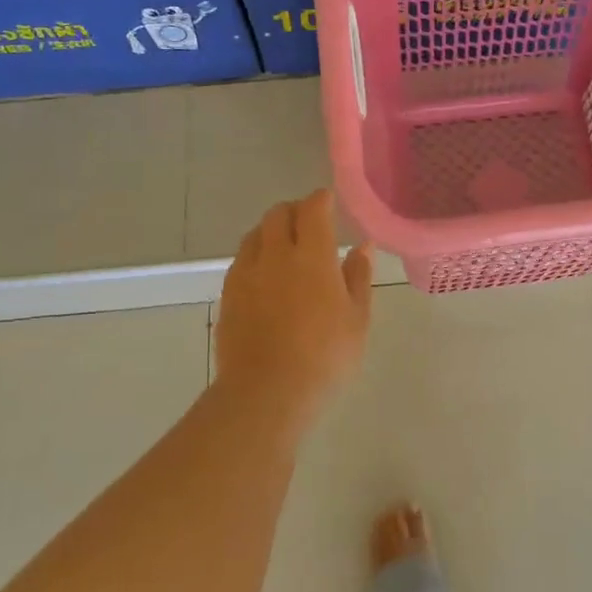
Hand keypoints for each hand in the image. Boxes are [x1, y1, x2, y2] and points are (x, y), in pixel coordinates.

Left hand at [213, 190, 371, 428]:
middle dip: (295, 210)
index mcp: (312, 256)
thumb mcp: (357, 319)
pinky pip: (242, 260)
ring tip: (286, 247)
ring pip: (255, 234)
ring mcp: (246, 274)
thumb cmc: (325, 357)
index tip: (330, 202)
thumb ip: (359, 276)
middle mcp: (275, 255)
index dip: (321, 199)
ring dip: (272, 230)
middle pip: (278, 214)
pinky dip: (256, 255)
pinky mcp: (228, 294)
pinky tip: (266, 276)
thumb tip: (363, 246)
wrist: (267, 392)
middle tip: (310, 223)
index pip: (313, 209)